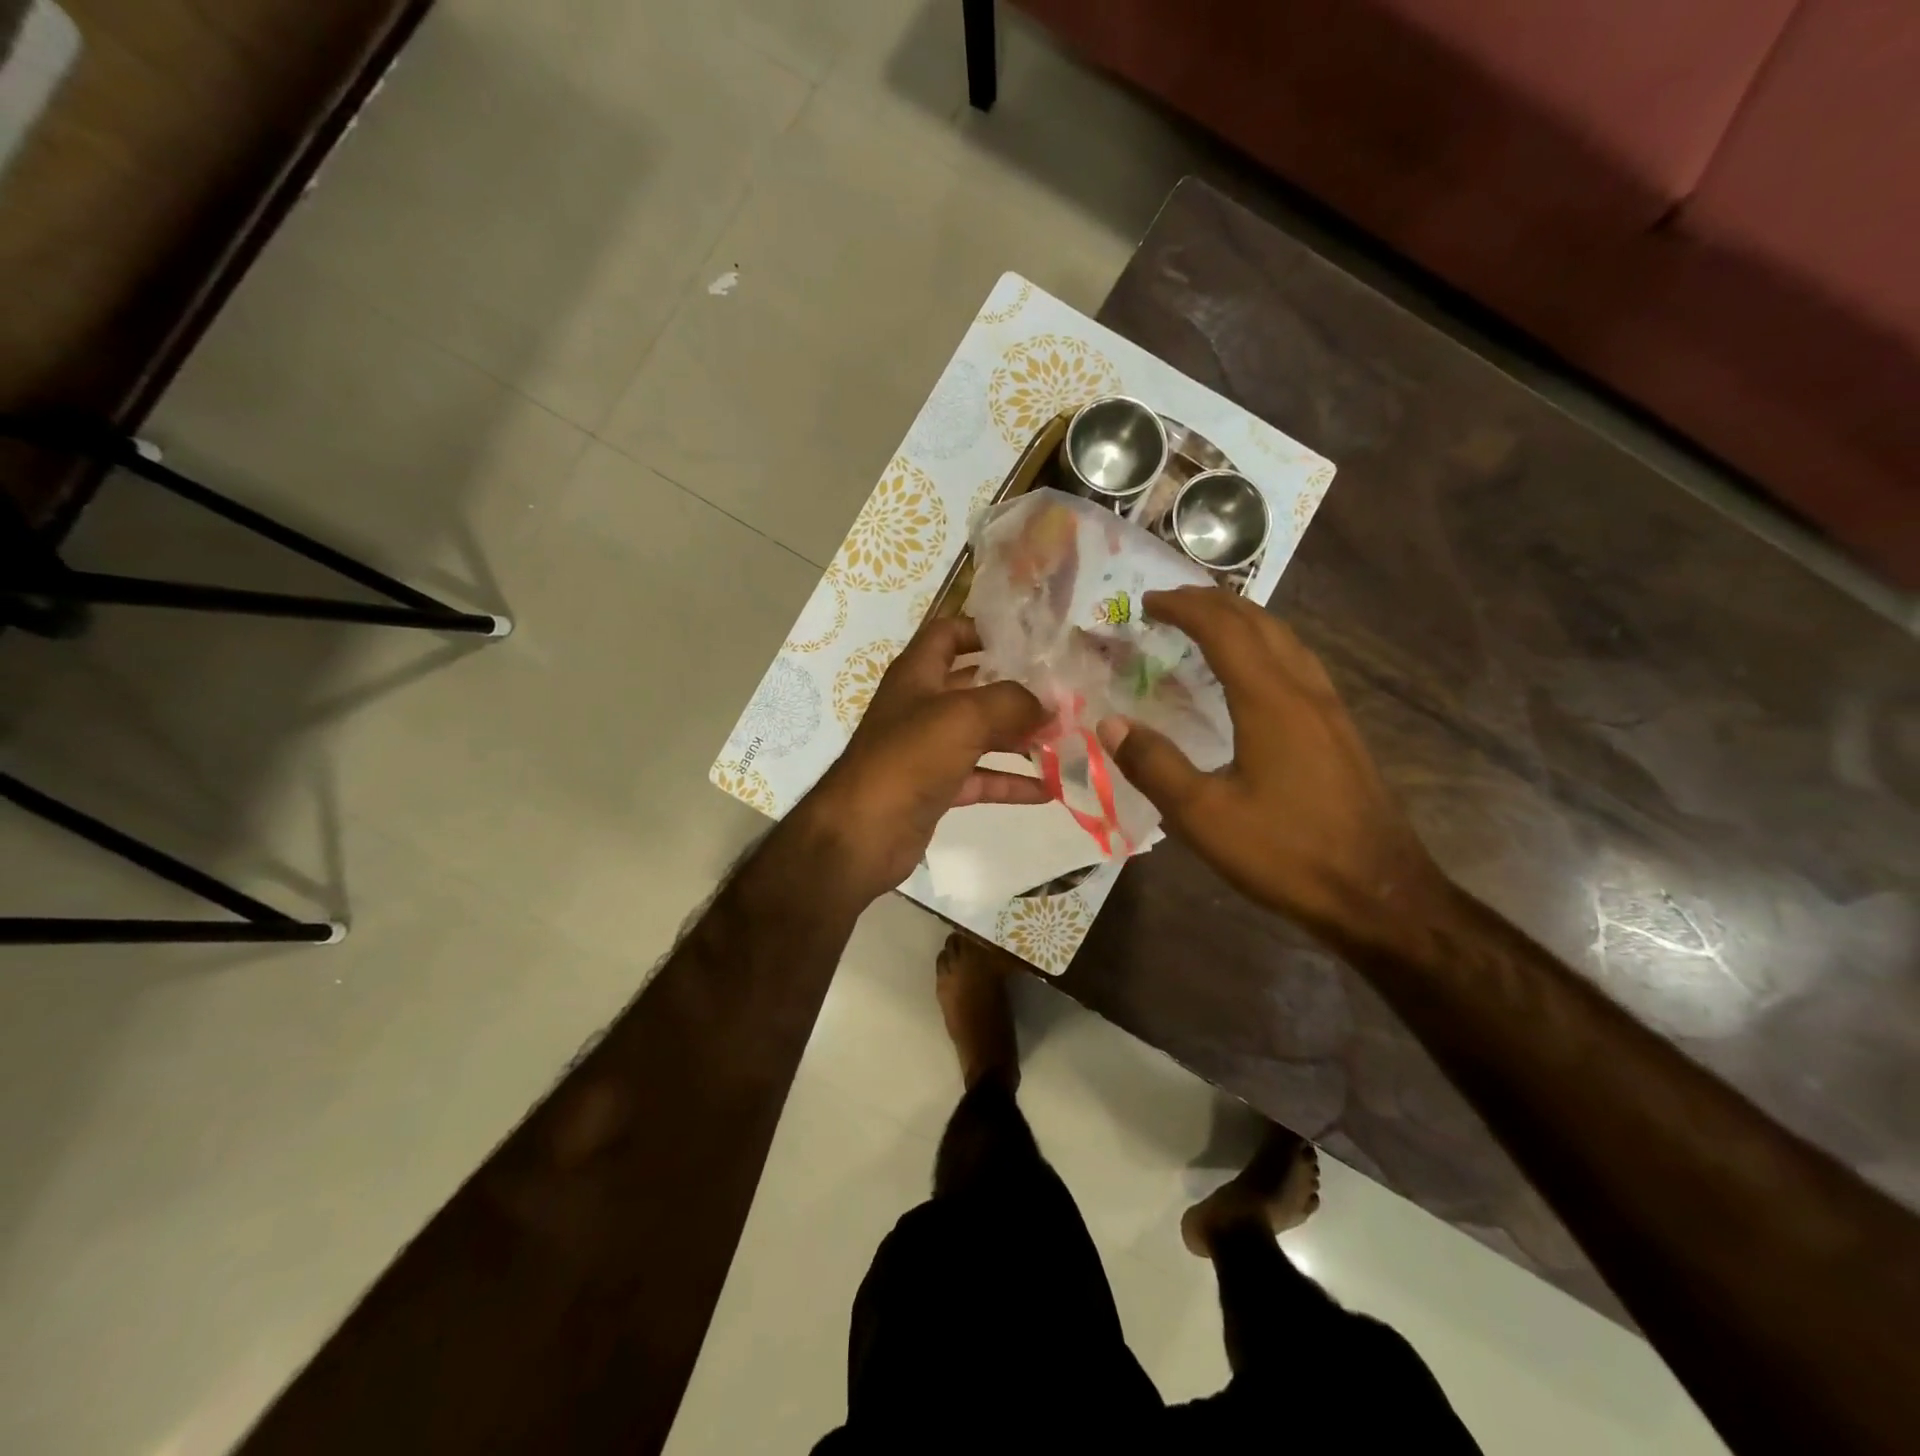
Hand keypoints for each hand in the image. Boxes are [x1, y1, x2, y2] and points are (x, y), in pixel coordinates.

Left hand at [796, 614, 1048, 903]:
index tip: (1028, 640)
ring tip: (1065, 739)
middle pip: (974, 687)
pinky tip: (1049, 788)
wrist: (862, 833)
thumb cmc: (908, 758)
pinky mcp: (935, 788)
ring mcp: (928, 749)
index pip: (948, 634)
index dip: (982, 630)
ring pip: (981, 735)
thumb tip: (1048, 705)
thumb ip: (1012, 702)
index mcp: (918, 674)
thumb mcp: (964, 716)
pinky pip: (980, 777)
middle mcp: (921, 706)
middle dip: (1016, 689)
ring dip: (1019, 737)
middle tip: (1062, 694)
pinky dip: (1011, 781)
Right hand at [1097, 587, 1444, 947]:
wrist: (1379, 893)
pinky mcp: (1340, 731)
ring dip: (1243, 620)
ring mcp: (1330, 709)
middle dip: (1212, 603)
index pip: (1223, 629)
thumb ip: (1154, 765)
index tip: (1146, 603)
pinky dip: (1265, 646)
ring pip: (1285, 639)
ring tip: (1207, 624)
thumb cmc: (1287, 853)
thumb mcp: (1204, 816)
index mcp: (1270, 700)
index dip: (1183, 608)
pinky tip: (1254, 673)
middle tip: (1170, 604)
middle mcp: (1304, 690)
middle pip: (1259, 622)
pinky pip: (1298, 664)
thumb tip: (1110, 723)